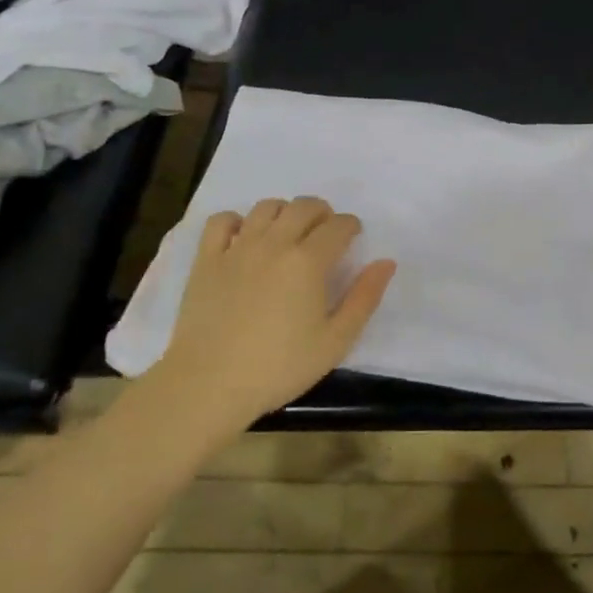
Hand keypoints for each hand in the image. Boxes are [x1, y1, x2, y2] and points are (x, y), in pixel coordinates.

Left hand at [140, 197, 395, 446]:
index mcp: (309, 261)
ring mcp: (237, 247)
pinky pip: (222, 220)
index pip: (338, 225)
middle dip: (322, 212)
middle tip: (325, 233)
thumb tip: (386, 262)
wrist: (208, 385)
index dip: (351, 226)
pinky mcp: (207, 259)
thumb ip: (364, 298)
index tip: (353, 238)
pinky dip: (237, 220)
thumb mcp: (335, 341)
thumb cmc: (279, 367)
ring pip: (266, 207)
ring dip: (285, 212)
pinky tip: (244, 237)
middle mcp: (275, 243)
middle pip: (304, 206)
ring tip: (289, 232)